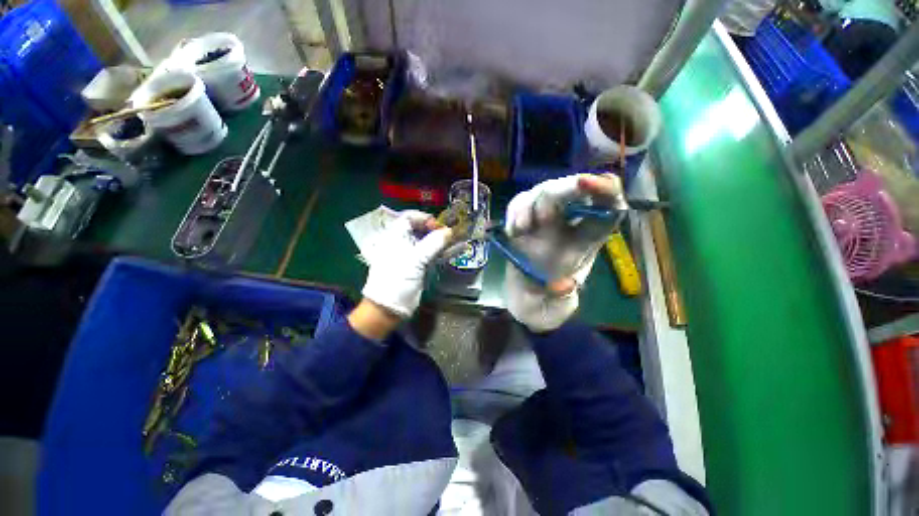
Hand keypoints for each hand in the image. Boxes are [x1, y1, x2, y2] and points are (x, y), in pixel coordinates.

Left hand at [360, 210, 453, 321]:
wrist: (389, 307)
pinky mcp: (422, 266)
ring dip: (445, 239)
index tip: (437, 225)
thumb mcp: (414, 260)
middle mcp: (405, 243)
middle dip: (438, 228)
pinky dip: (447, 251)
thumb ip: (432, 244)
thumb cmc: (395, 280)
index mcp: (396, 237)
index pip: (409, 218)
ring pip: (431, 242)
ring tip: (461, 235)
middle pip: (422, 229)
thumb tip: (448, 231)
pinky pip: (436, 255)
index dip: (423, 218)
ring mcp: (414, 255)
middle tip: (451, 231)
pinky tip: (461, 247)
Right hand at [504, 173, 625, 331]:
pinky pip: (520, 202)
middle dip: (559, 194)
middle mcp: (569, 224)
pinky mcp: (523, 219)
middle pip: (573, 189)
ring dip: (531, 205)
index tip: (585, 183)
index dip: (603, 190)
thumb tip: (564, 283)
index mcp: (587, 241)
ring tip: (522, 229)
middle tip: (540, 218)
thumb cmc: (544, 301)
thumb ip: (560, 300)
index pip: (608, 207)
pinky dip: (515, 211)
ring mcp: (544, 219)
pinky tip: (513, 231)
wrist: (524, 296)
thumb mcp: (555, 309)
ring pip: (545, 191)